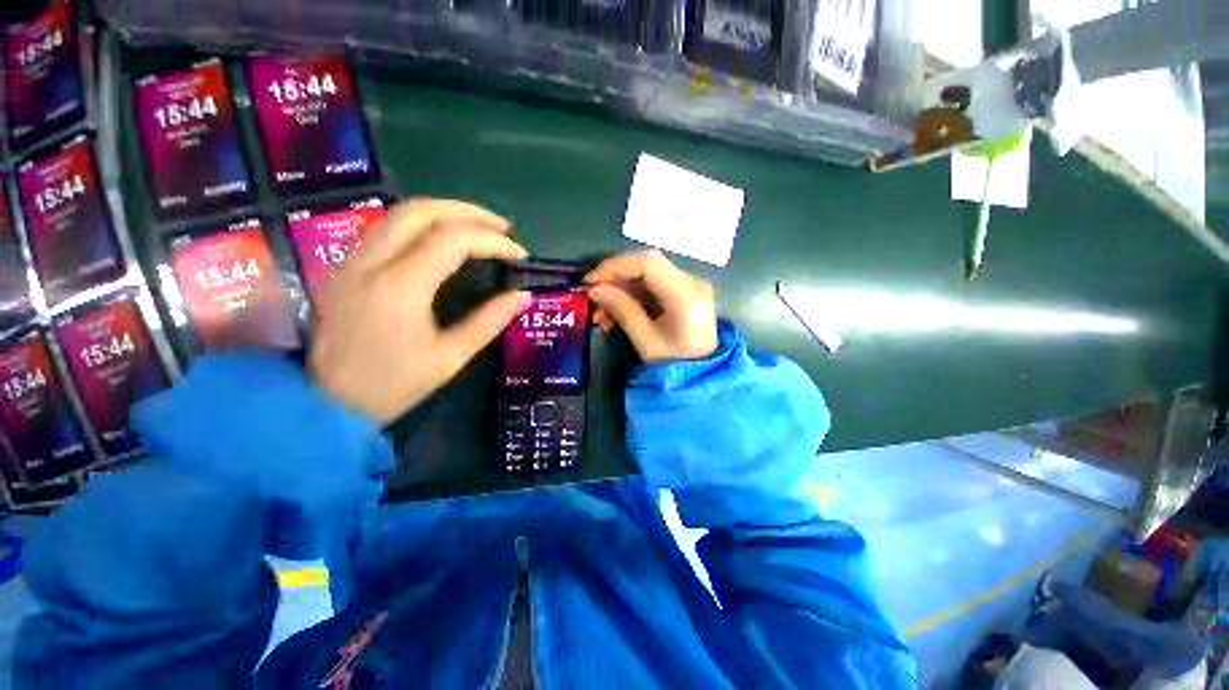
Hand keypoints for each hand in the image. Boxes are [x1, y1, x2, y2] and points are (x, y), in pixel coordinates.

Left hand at [310, 199, 529, 423]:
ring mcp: (352, 260)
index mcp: (401, 287)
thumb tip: (523, 296)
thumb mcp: (450, 358)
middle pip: (421, 210)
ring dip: (445, 212)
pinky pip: (387, 228)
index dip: (493, 241)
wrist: (327, 404)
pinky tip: (443, 239)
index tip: (519, 254)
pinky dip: (422, 223)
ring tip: (479, 227)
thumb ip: (489, 321)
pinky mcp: (346, 266)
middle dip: (469, 212)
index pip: (453, 239)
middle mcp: (371, 262)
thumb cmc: (393, 385)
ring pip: (400, 213)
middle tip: (502, 227)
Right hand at [584, 250, 717, 362]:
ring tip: (601, 316)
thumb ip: (622, 311)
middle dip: (615, 281)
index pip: (648, 263)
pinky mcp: (682, 293)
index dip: (616, 266)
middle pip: (646, 266)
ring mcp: (689, 286)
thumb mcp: (646, 342)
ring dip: (619, 291)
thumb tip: (595, 290)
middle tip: (593, 300)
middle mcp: (692, 283)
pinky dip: (631, 297)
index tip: (590, 281)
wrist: (700, 375)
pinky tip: (615, 315)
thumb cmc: (674, 364)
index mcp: (686, 295)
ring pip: (645, 276)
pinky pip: (652, 287)